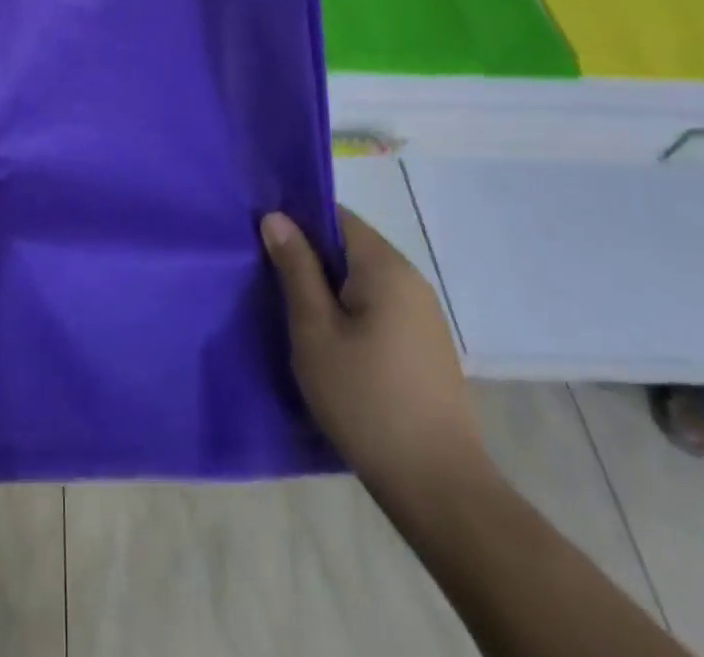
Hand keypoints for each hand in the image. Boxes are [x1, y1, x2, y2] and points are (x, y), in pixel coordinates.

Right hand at [262, 206, 487, 496]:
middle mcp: (411, 279)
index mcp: (385, 267)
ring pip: (363, 279)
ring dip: (329, 287)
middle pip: (351, 246)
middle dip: (310, 256)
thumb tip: (276, 217)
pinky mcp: (426, 345)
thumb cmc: (365, 400)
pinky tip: (330, 341)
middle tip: (269, 278)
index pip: (336, 217)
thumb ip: (296, 268)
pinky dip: (351, 310)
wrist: (438, 487)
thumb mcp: (314, 330)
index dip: (298, 221)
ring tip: (293, 311)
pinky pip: (379, 306)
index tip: (264, 240)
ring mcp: (424, 314)